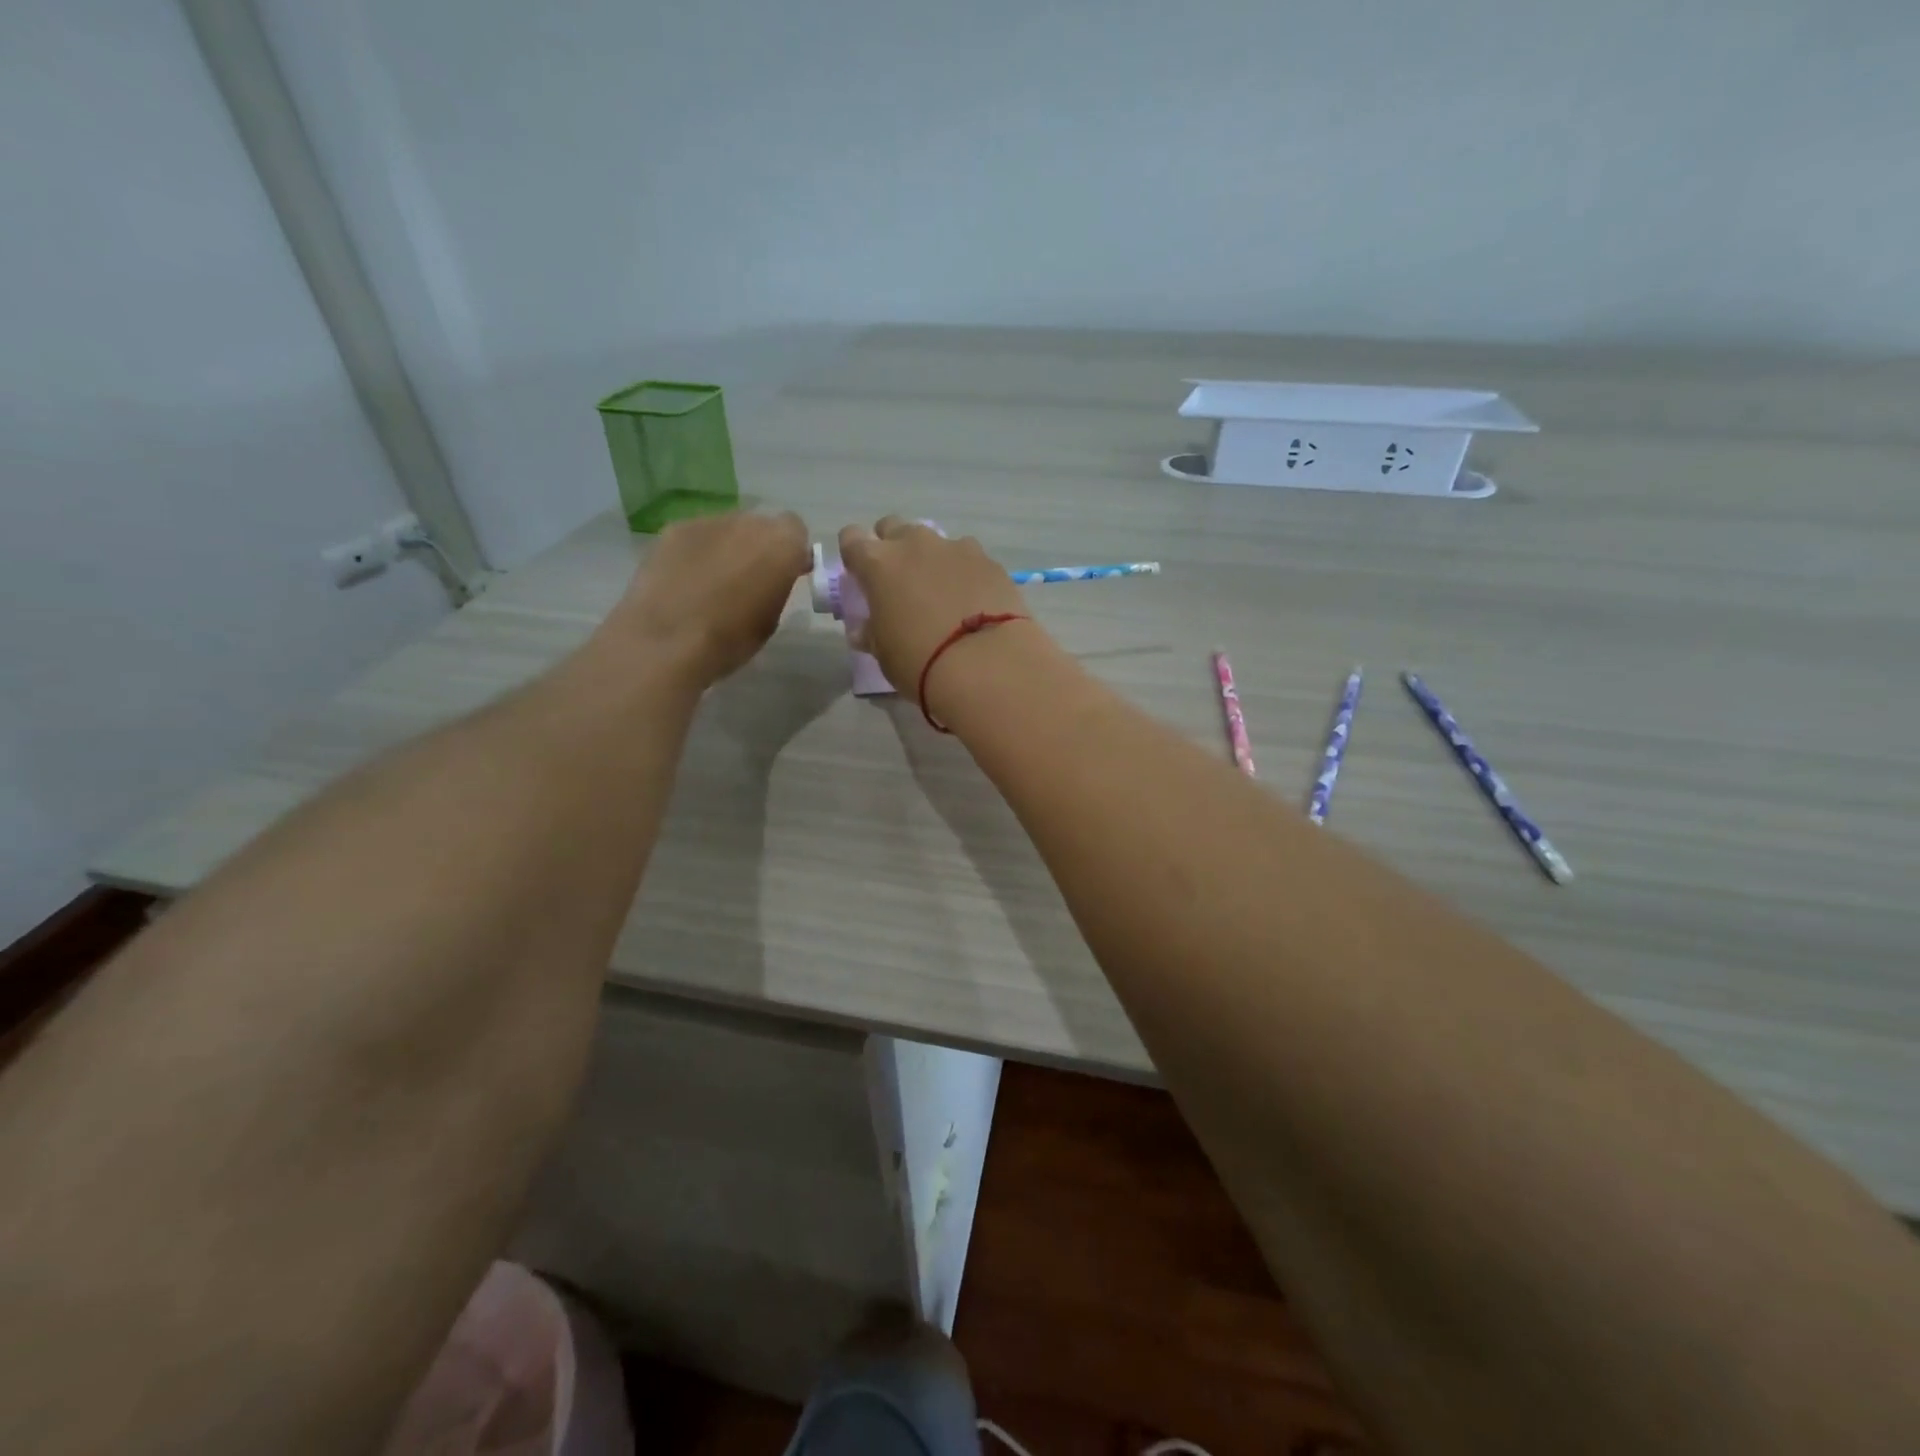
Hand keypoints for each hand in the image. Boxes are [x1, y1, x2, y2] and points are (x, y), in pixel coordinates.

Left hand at [614, 510, 810, 685]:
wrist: (667, 641)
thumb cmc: (731, 639)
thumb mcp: (771, 619)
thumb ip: (777, 588)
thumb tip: (771, 579)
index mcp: (781, 545)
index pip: (796, 531)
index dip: (791, 551)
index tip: (785, 574)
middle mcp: (748, 523)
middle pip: (760, 526)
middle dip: (758, 547)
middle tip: (748, 579)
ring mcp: (707, 521)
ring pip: (727, 529)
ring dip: (726, 548)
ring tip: (712, 583)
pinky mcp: (672, 529)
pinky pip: (696, 536)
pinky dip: (696, 553)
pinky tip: (684, 581)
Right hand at [838, 517, 1038, 710]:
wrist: (985, 663)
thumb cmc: (920, 662)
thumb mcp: (884, 654)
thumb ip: (872, 632)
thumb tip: (865, 629)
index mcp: (878, 563)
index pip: (852, 539)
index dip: (854, 555)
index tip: (862, 576)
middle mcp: (915, 544)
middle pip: (894, 527)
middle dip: (893, 547)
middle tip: (901, 582)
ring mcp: (955, 548)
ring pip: (934, 541)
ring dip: (932, 559)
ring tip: (943, 593)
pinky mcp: (989, 560)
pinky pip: (969, 557)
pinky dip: (965, 572)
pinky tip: (974, 600)